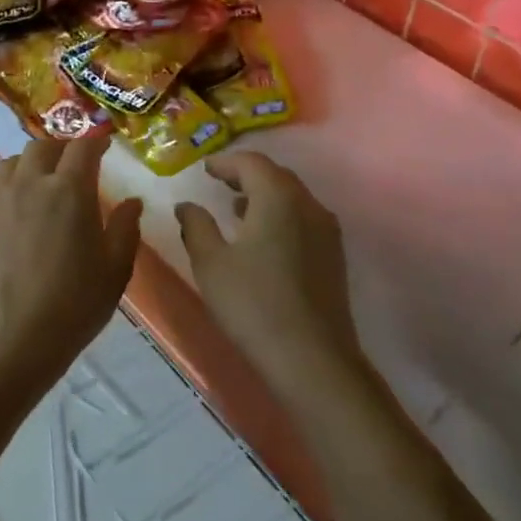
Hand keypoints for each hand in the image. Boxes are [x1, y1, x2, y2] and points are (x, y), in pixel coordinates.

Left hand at [0, 136, 142, 396]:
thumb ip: (126, 227)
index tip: (105, 146)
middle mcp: (31, 184)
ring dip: (32, 163)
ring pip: (13, 161)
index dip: (96, 141)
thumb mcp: (116, 268)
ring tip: (43, 182)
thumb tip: (131, 201)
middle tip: (75, 164)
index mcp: (69, 191)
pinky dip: (11, 188)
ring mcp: (0, 200)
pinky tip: (19, 212)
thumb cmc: (76, 304)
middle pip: (43, 146)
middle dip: (62, 148)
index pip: (83, 147)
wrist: (17, 338)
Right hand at [175, 152, 362, 403]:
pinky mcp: (333, 255)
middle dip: (246, 174)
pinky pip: (303, 218)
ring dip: (264, 195)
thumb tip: (186, 205)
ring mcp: (326, 230)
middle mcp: (308, 205)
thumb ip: (196, 226)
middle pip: (276, 175)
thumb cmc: (254, 304)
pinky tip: (262, 237)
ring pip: (293, 197)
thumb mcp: (211, 263)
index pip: (252, 162)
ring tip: (236, 208)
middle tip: (219, 182)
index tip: (205, 169)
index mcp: (278, 198)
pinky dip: (280, 214)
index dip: (226, 162)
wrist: (313, 359)